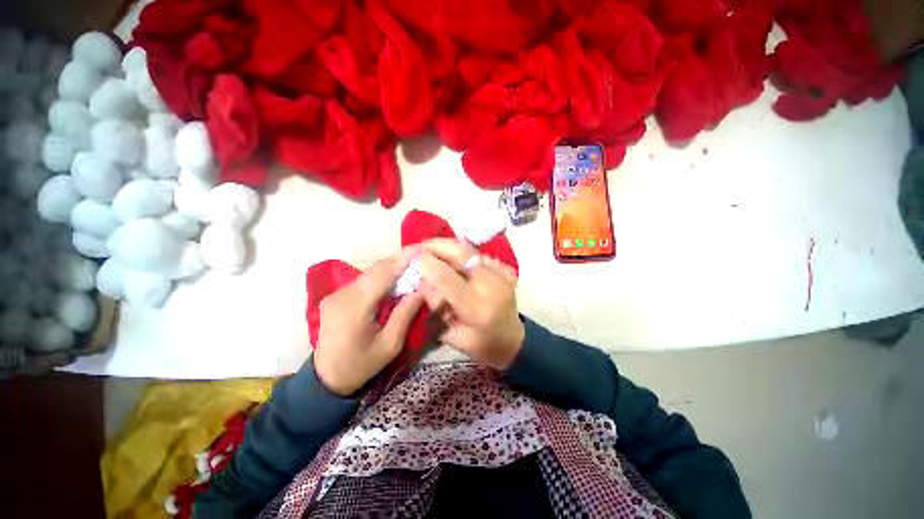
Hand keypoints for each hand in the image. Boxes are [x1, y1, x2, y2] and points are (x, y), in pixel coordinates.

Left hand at [313, 248, 423, 395]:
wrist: (326, 379)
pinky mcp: (336, 296)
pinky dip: (381, 276)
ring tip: (412, 264)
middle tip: (421, 255)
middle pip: (376, 269)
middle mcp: (342, 294)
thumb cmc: (361, 365)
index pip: (382, 274)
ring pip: (369, 273)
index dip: (403, 260)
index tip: (422, 249)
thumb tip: (421, 289)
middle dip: (399, 260)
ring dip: (391, 267)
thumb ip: (405, 314)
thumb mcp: (390, 344)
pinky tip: (395, 277)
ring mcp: (336, 294)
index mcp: (355, 307)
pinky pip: (363, 280)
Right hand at [417, 239, 524, 369]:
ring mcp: (502, 275)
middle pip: (461, 254)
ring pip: (470, 250)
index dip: (427, 263)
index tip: (411, 256)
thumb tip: (421, 281)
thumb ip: (436, 308)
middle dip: (437, 245)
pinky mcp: (507, 270)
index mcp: (478, 308)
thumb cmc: (482, 345)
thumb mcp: (452, 336)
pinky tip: (452, 257)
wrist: (513, 340)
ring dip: (448, 246)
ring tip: (431, 247)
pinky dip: (463, 253)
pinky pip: (479, 255)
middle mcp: (492, 286)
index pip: (447, 278)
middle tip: (420, 245)